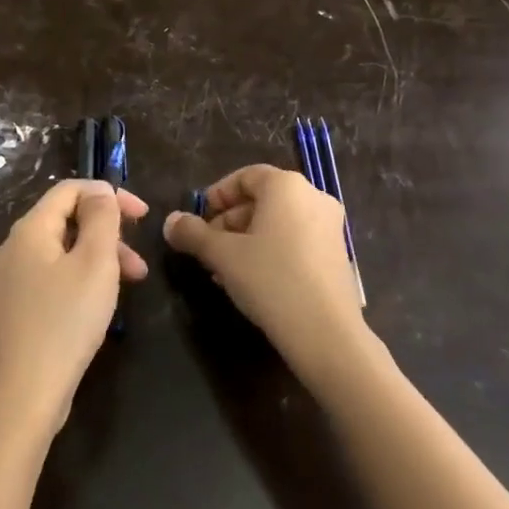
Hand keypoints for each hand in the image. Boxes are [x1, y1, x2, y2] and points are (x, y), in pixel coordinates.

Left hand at [0, 179, 148, 439]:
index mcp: (28, 231)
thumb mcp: (94, 264)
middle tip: (140, 264)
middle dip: (107, 234)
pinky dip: (79, 281)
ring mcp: (7, 283)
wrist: (19, 398)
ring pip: (60, 254)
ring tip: (130, 287)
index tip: (144, 215)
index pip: (68, 190)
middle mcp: (10, 250)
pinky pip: (50, 280)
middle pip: (64, 222)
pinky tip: (98, 307)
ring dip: (98, 260)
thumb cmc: (63, 323)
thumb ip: (101, 219)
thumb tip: (100, 190)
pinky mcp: (12, 312)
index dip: (108, 194)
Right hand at [164, 165, 375, 390]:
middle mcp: (313, 197)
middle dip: (229, 222)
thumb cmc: (270, 279)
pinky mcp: (337, 254)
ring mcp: (330, 226)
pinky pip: (295, 240)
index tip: (198, 221)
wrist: (326, 332)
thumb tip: (171, 221)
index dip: (217, 195)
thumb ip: (192, 234)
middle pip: (261, 200)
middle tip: (207, 249)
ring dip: (246, 240)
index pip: (245, 177)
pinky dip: (270, 251)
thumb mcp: (222, 255)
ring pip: (277, 223)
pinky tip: (252, 280)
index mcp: (286, 186)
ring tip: (224, 270)